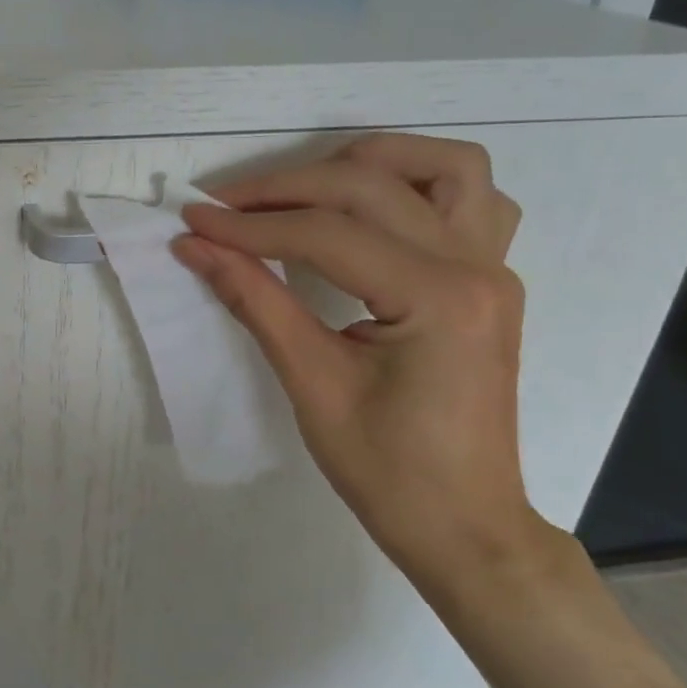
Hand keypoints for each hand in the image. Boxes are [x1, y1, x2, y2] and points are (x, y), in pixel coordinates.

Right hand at [172, 133, 541, 586]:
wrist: (464, 526)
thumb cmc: (388, 472)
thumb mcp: (311, 384)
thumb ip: (254, 301)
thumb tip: (195, 248)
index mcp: (439, 299)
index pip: (327, 235)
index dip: (250, 226)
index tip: (192, 222)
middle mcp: (478, 267)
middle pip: (371, 187)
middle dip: (286, 188)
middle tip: (223, 207)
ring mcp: (494, 268)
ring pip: (446, 167)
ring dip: (370, 162)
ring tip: (306, 188)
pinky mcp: (490, 279)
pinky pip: (473, 201)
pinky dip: (420, 185)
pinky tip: (376, 209)